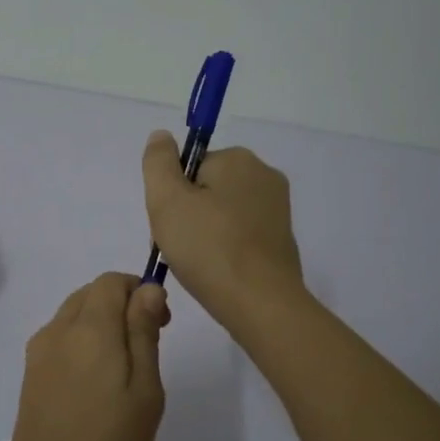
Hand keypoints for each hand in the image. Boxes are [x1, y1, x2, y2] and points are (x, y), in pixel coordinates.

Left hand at [0, 273, 169, 440]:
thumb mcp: (145, 391)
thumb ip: (144, 332)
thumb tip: (148, 288)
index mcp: (88, 328)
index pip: (111, 281)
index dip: (140, 290)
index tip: (163, 324)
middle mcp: (57, 331)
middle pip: (90, 294)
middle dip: (122, 305)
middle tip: (149, 346)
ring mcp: (38, 355)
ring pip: (74, 316)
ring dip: (102, 324)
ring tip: (125, 371)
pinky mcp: (30, 378)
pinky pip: (60, 340)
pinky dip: (83, 344)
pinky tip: (97, 386)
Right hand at [141, 132, 303, 329]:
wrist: (261, 304)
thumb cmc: (208, 248)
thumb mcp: (166, 200)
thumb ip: (158, 163)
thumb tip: (161, 136)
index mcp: (238, 159)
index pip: (188, 167)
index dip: (172, 196)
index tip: (170, 224)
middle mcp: (264, 176)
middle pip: (205, 188)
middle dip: (187, 215)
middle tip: (179, 248)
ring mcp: (277, 209)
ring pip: (221, 213)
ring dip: (203, 234)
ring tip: (197, 264)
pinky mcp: (282, 239)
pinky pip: (240, 235)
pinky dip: (224, 249)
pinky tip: (217, 272)